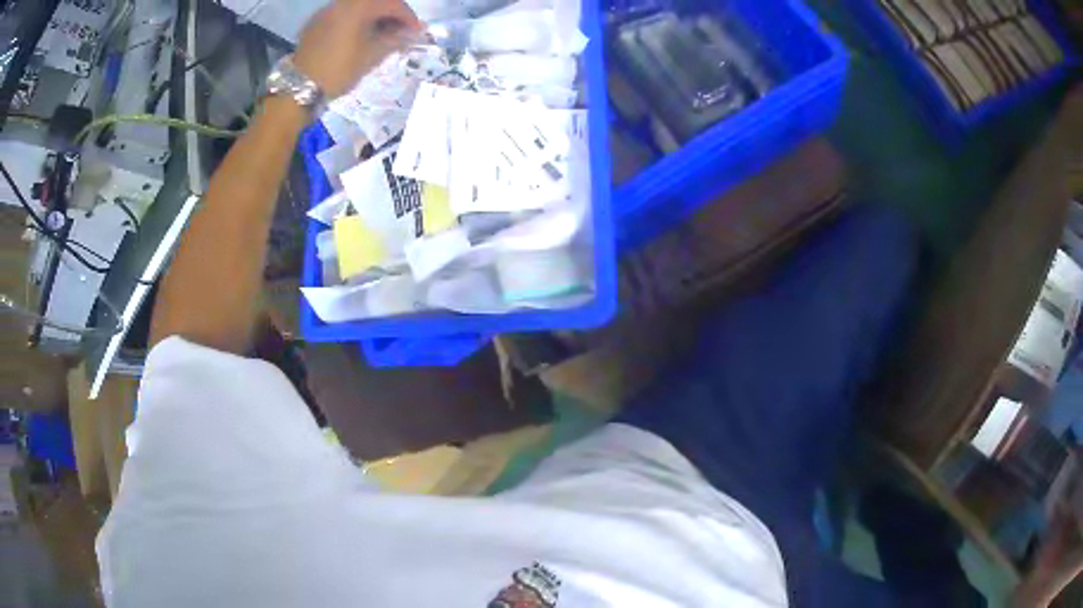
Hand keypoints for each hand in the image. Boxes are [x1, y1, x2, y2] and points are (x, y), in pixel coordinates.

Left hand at [293, 0, 422, 98]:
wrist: (297, 89)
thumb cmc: (338, 71)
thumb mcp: (371, 56)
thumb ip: (395, 40)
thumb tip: (411, 33)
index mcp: (358, 7)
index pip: (392, 4)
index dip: (408, 17)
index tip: (417, 31)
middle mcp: (341, 3)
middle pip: (374, 2)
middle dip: (391, 14)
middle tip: (401, 32)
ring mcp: (326, 12)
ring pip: (358, 7)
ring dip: (373, 17)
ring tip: (382, 35)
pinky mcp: (315, 24)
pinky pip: (342, 14)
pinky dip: (356, 21)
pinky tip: (360, 36)